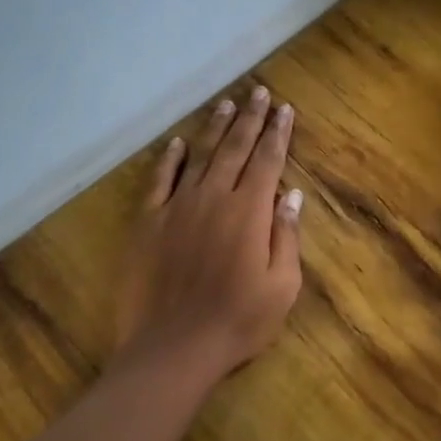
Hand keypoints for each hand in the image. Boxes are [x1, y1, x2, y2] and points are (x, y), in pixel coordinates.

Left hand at [115, 85, 303, 380]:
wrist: (172, 349)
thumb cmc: (237, 322)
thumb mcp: (281, 286)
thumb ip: (286, 236)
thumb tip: (291, 194)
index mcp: (249, 212)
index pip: (267, 161)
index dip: (277, 133)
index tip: (284, 109)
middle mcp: (214, 198)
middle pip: (235, 148)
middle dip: (250, 118)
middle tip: (259, 92)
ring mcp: (177, 207)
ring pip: (200, 156)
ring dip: (215, 128)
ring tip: (226, 103)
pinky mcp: (148, 223)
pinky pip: (159, 181)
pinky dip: (169, 159)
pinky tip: (178, 143)